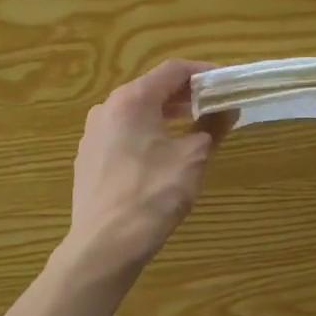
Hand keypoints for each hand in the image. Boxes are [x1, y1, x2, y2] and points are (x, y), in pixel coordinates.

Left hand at [65, 59, 225, 271]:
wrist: (105, 244)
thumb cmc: (153, 194)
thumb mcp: (192, 158)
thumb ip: (212, 127)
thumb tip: (227, 110)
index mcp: (131, 100)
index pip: (173, 70)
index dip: (203, 72)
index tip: (226, 84)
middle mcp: (106, 109)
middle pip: (151, 89)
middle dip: (185, 96)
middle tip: (215, 107)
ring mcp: (93, 135)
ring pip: (135, 113)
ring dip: (166, 116)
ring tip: (193, 130)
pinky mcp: (88, 159)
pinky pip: (123, 135)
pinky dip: (147, 135)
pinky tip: (162, 156)